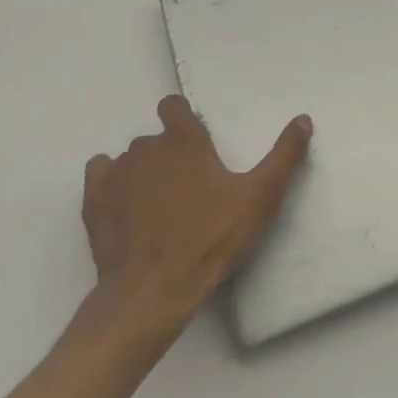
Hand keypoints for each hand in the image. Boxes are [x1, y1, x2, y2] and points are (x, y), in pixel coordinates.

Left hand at [82, 95, 310, 323]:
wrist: (153, 291)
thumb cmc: (212, 238)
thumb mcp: (260, 197)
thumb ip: (284, 155)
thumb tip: (303, 119)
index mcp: (185, 141)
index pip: (173, 106)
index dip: (183, 118)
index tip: (196, 142)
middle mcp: (146, 148)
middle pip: (155, 138)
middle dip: (169, 153)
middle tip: (189, 186)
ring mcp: (116, 175)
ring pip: (129, 158)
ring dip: (142, 171)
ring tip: (160, 204)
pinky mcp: (94, 204)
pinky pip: (100, 175)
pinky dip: (111, 183)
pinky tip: (126, 204)